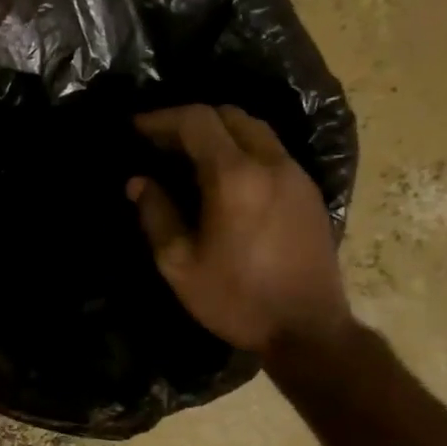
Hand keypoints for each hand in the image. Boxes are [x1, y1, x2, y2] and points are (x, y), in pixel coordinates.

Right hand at [129, 105, 353, 356]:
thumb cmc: (236, 299)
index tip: (136, 127)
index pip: (197, 121)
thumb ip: (156, 215)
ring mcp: (296, 175)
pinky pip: (271, 150)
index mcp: (234, 177)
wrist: (308, 330)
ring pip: (255, 130)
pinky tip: (223, 176)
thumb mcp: (179, 264)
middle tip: (161, 141)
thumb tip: (139, 182)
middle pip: (230, 115)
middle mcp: (270, 164)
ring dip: (219, 132)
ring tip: (189, 155)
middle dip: (191, 120)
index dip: (162, 118)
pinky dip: (242, 148)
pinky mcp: (309, 191)